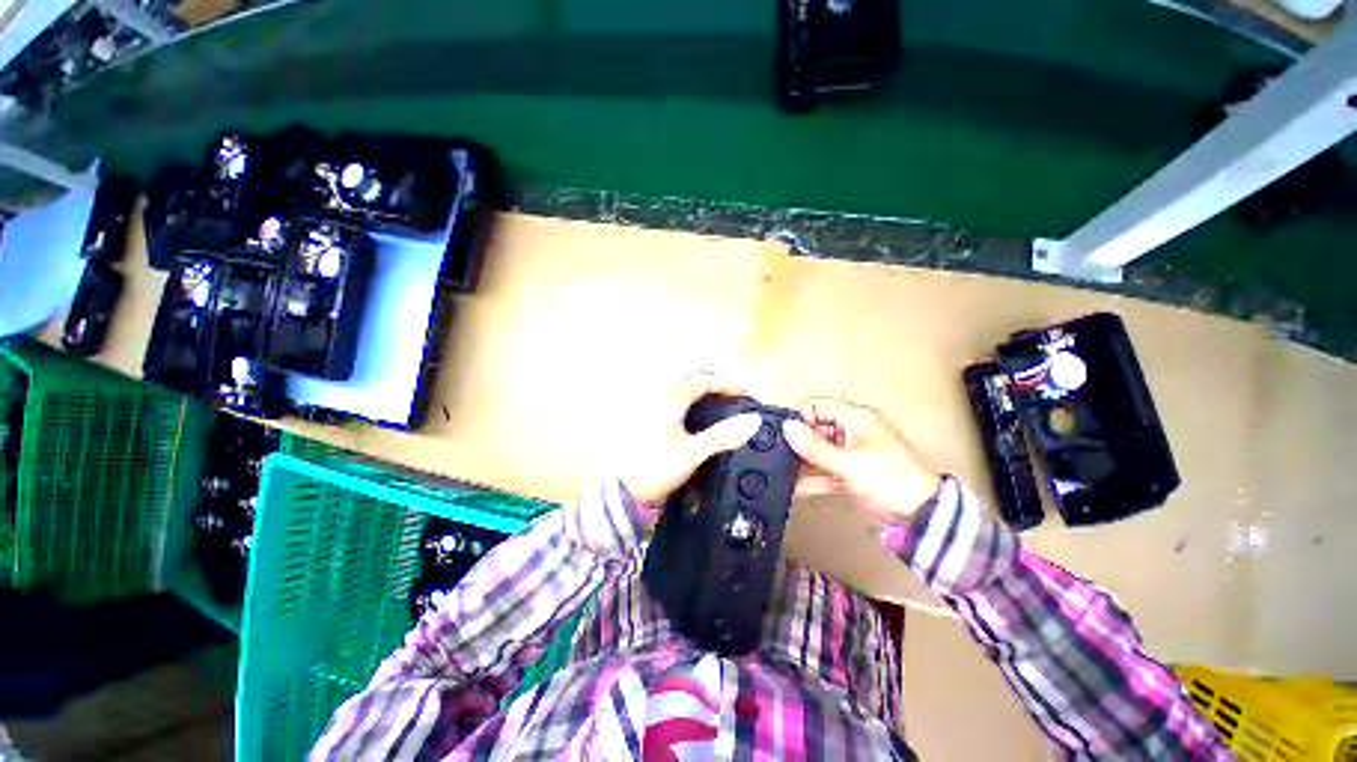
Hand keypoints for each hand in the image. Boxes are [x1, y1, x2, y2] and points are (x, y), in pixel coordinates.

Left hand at [617, 372, 762, 507]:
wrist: (623, 489)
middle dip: (713, 385)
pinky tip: (690, 414)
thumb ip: (723, 435)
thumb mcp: (693, 452)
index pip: (704, 380)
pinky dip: (686, 400)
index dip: (726, 384)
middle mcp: (657, 393)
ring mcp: (647, 402)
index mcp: (671, 397)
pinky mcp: (642, 414)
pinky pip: (669, 397)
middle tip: (731, 398)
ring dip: (699, 391)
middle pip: (690, 379)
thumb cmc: (658, 467)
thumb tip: (753, 420)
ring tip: (715, 404)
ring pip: (679, 387)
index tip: (744, 393)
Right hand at [781, 397, 940, 523]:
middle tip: (782, 453)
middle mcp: (853, 432)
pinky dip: (814, 478)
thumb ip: (815, 446)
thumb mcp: (849, 462)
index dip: (800, 417)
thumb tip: (789, 428)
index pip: (818, 406)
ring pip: (820, 451)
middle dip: (800, 442)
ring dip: (804, 462)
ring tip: (785, 471)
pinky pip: (827, 470)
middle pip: (817, 429)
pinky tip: (798, 486)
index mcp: (857, 418)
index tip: (785, 433)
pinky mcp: (853, 473)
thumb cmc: (894, 480)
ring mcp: (853, 453)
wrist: (921, 516)